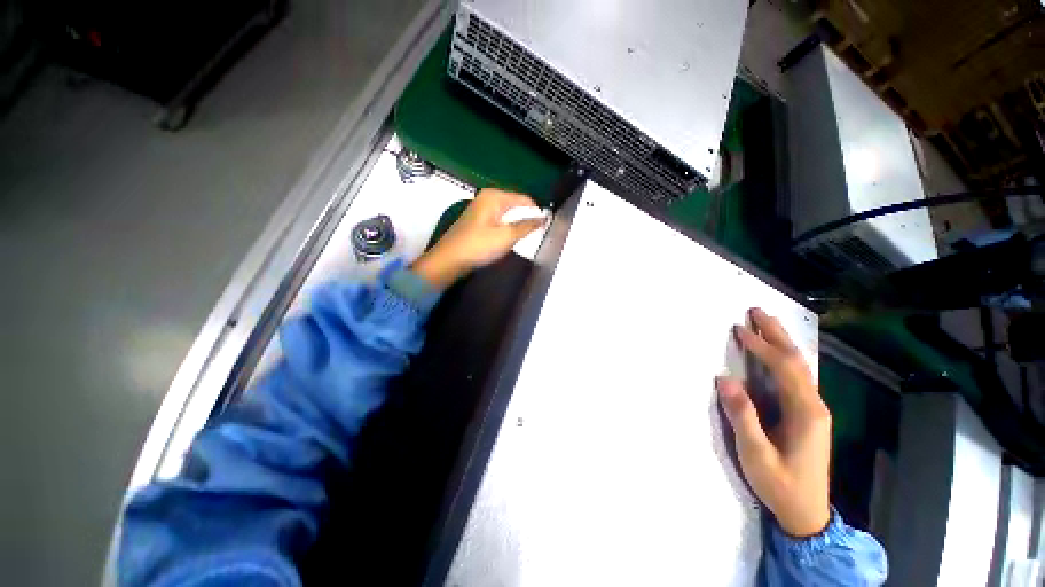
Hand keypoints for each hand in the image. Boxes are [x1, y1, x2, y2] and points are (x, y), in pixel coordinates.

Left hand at [412, 188, 545, 288]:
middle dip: (526, 217)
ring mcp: (480, 209)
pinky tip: (509, 238)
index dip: (537, 211)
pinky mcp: (477, 221)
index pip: (524, 198)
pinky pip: (498, 220)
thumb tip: (544, 218)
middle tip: (538, 232)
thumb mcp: (507, 236)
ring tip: (526, 237)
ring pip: (507, 213)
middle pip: (515, 204)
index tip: (548, 224)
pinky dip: (506, 228)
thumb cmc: (479, 246)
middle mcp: (487, 198)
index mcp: (494, 196)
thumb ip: (527, 226)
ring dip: (517, 224)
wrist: (449, 260)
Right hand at [715, 308, 831, 537]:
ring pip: (800, 367)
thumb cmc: (781, 484)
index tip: (740, 329)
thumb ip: (742, 416)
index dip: (762, 346)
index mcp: (805, 412)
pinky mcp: (808, 415)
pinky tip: (777, 353)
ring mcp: (813, 409)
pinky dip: (785, 358)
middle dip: (776, 334)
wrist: (807, 513)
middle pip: (797, 361)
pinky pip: (797, 377)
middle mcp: (814, 405)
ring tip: (764, 324)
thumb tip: (724, 379)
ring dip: (782, 342)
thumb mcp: (756, 454)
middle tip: (756, 312)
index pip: (784, 368)